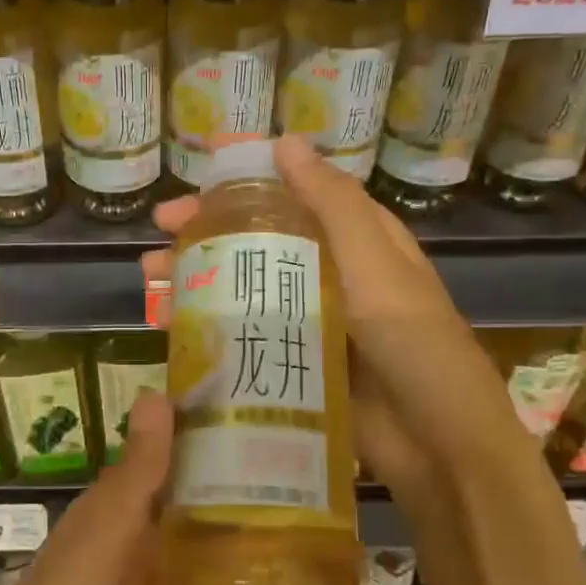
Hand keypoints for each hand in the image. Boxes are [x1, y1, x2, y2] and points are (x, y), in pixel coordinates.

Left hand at [0, 389, 357, 584]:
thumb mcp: (92, 561)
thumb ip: (134, 485)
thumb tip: (158, 394)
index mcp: (111, 516)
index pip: (171, 458)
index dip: (218, 430)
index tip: (279, 402)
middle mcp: (136, 551)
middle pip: (207, 511)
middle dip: (265, 493)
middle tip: (341, 471)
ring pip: (227, 567)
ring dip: (282, 558)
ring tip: (355, 538)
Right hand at [143, 136, 493, 495]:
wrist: (435, 441)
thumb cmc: (411, 339)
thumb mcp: (375, 262)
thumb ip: (332, 204)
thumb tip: (286, 143)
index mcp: (353, 239)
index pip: (294, 191)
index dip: (248, 174)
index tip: (201, 164)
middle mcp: (327, 272)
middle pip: (257, 236)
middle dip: (207, 226)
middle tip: (162, 224)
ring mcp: (305, 317)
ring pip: (240, 283)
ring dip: (196, 274)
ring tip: (150, 275)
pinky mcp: (288, 358)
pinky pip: (240, 332)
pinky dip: (204, 322)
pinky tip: (167, 323)